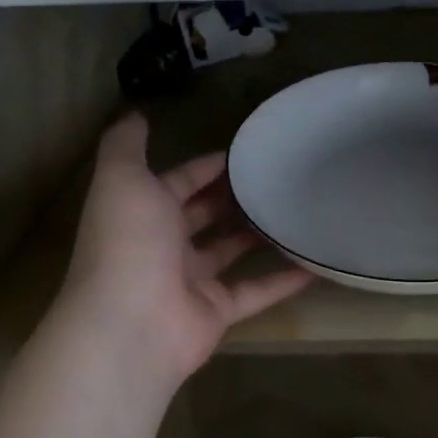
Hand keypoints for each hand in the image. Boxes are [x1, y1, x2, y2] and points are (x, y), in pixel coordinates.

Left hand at [56, 113, 312, 388]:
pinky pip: (257, 290)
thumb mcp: (122, 180)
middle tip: (277, 175)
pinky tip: (315, 262)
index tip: (243, 151)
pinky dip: (284, 279)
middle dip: (232, 196)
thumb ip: (125, 145)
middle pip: (203, 216)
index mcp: (143, 213)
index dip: (204, 167)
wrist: (130, 325)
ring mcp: (192, 281)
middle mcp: (165, 246)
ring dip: (257, 233)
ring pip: (230, 251)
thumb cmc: (128, 244)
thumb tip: (134, 112)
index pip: (177, 183)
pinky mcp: (218, 311)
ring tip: (296, 209)